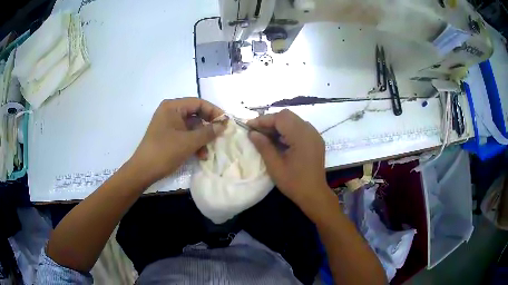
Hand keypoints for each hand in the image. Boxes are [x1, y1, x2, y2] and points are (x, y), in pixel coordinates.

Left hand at [130, 98, 224, 183]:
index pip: (198, 103)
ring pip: (191, 127)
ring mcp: (168, 124)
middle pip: (195, 114)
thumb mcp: (189, 142)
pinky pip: (185, 135)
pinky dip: (193, 143)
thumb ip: (208, 131)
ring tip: (207, 153)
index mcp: (173, 106)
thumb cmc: (165, 152)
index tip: (226, 122)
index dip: (214, 111)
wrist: (143, 171)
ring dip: (201, 139)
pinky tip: (200, 155)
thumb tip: (224, 124)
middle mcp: (170, 111)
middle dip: (208, 128)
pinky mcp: (168, 135)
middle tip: (219, 136)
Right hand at [248, 109, 329, 210]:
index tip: (249, 126)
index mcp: (301, 136)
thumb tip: (252, 133)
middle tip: (257, 131)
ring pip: (293, 120)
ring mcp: (315, 135)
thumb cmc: (294, 182)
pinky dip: (288, 130)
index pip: (280, 118)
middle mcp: (310, 131)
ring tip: (265, 136)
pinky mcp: (315, 140)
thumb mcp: (275, 166)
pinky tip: (279, 140)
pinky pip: (300, 128)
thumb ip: (263, 146)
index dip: (263, 120)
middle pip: (287, 116)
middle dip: (270, 121)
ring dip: (279, 125)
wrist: (314, 194)